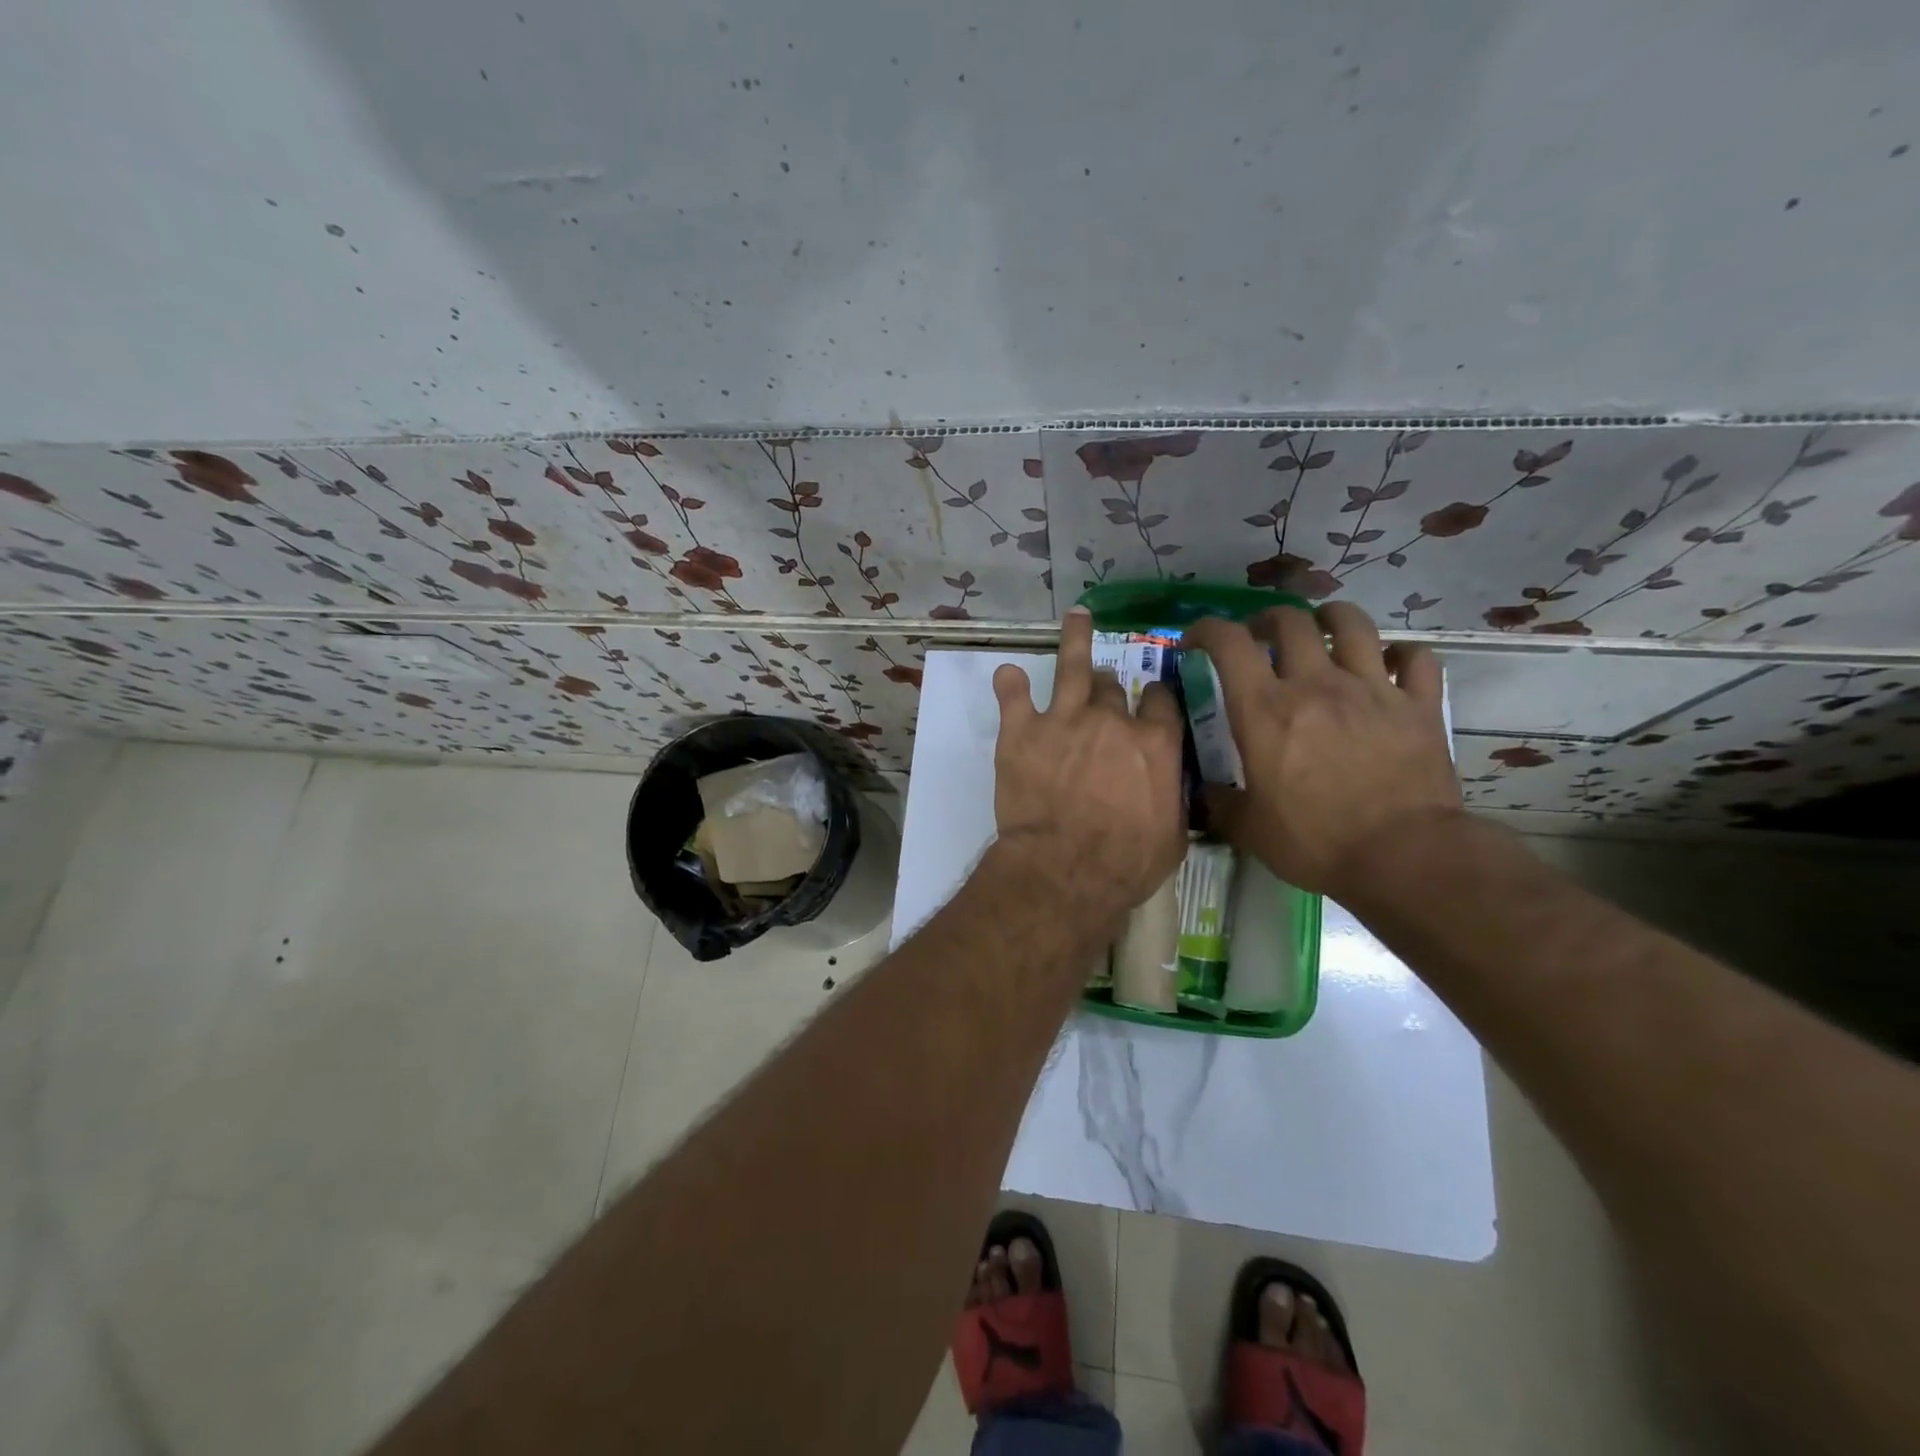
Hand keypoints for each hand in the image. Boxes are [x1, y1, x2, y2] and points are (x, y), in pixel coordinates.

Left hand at [990, 607, 1186, 925]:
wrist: (1066, 868)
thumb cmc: (1127, 862)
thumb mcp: (1172, 835)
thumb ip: (1171, 798)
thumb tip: (1170, 788)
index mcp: (1155, 742)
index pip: (1160, 701)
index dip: (1155, 698)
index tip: (1151, 699)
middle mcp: (1112, 719)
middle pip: (1112, 686)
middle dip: (1109, 686)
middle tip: (1104, 687)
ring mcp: (1064, 719)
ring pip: (1072, 667)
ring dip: (1075, 640)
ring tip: (1076, 617)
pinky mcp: (1022, 731)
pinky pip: (1014, 695)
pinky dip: (1011, 684)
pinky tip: (1008, 674)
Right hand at [1183, 603, 1460, 898]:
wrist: (1403, 856)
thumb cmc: (1315, 842)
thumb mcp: (1249, 830)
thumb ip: (1221, 804)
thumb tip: (1206, 793)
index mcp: (1265, 710)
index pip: (1228, 644)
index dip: (1206, 630)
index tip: (1196, 641)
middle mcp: (1315, 684)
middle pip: (1290, 621)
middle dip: (1266, 620)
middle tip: (1260, 638)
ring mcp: (1372, 689)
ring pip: (1352, 623)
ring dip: (1330, 617)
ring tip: (1322, 628)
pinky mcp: (1418, 705)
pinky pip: (1415, 658)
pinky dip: (1400, 654)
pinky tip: (1390, 664)